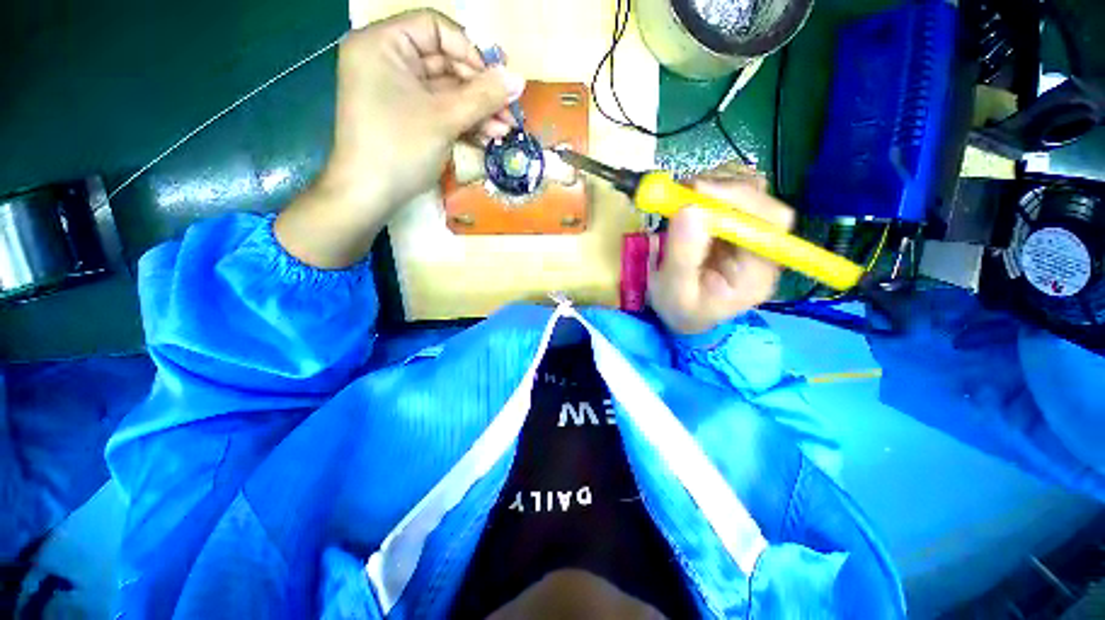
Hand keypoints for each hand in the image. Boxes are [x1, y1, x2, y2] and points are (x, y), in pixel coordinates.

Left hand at [276, 9, 525, 267]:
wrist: (370, 196)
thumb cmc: (399, 148)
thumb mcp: (444, 118)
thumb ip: (483, 96)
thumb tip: (519, 79)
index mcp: (383, 44)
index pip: (434, 29)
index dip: (470, 52)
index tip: (497, 81)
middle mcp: (387, 61)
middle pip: (444, 62)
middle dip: (480, 90)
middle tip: (509, 111)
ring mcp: (397, 91)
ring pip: (446, 91)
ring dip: (478, 110)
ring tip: (505, 130)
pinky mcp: (407, 117)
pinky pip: (440, 110)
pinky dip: (464, 122)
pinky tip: (489, 136)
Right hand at [648, 165, 794, 335]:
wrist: (680, 312)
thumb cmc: (679, 309)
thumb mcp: (673, 292)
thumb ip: (682, 257)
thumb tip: (689, 209)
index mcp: (757, 273)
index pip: (769, 223)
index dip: (738, 200)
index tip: (697, 192)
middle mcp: (762, 248)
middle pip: (762, 201)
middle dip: (721, 189)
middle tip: (681, 190)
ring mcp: (750, 232)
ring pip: (749, 189)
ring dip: (713, 184)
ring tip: (679, 197)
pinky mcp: (735, 222)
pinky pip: (732, 191)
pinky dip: (708, 187)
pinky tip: (687, 200)